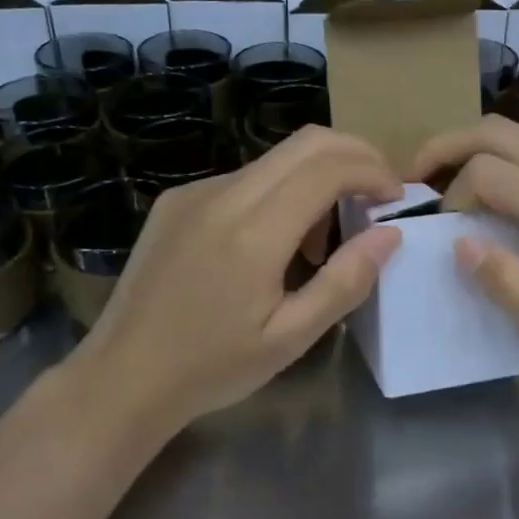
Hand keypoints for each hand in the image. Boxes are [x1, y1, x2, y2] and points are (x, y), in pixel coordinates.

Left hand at [71, 126, 402, 430]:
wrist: (122, 376)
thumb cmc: (212, 368)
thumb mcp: (290, 338)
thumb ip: (345, 281)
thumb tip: (389, 234)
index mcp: (254, 232)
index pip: (328, 167)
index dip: (373, 171)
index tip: (397, 197)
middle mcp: (223, 195)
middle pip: (305, 142)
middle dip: (355, 154)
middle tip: (380, 191)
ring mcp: (195, 192)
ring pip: (275, 158)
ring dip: (317, 175)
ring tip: (327, 234)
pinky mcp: (178, 200)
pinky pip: (245, 178)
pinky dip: (281, 190)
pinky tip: (278, 240)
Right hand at [410, 115, 518, 389]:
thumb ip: (511, 288)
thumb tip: (461, 244)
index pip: (489, 171)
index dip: (454, 197)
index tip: (448, 237)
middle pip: (500, 130)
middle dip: (448, 146)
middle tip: (415, 180)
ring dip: (476, 151)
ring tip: (447, 190)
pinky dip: (505, 163)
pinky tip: (497, 201)